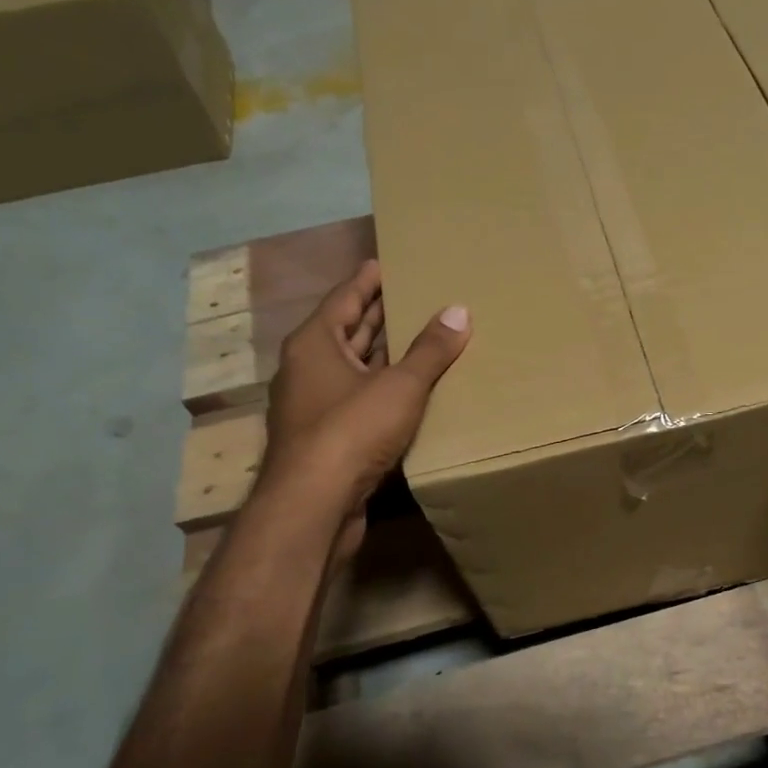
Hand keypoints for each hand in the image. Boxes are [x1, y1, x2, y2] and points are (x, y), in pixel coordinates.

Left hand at [262, 259, 469, 552]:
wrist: (313, 505)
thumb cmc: (351, 430)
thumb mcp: (400, 385)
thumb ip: (430, 349)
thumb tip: (459, 310)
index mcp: (315, 343)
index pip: (344, 297)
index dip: (369, 279)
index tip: (390, 262)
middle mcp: (308, 368)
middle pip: (348, 330)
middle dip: (379, 313)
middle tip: (416, 294)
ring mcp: (314, 405)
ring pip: (354, 367)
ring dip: (384, 353)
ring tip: (422, 335)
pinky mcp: (326, 438)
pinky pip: (358, 398)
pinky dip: (383, 387)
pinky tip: (411, 389)